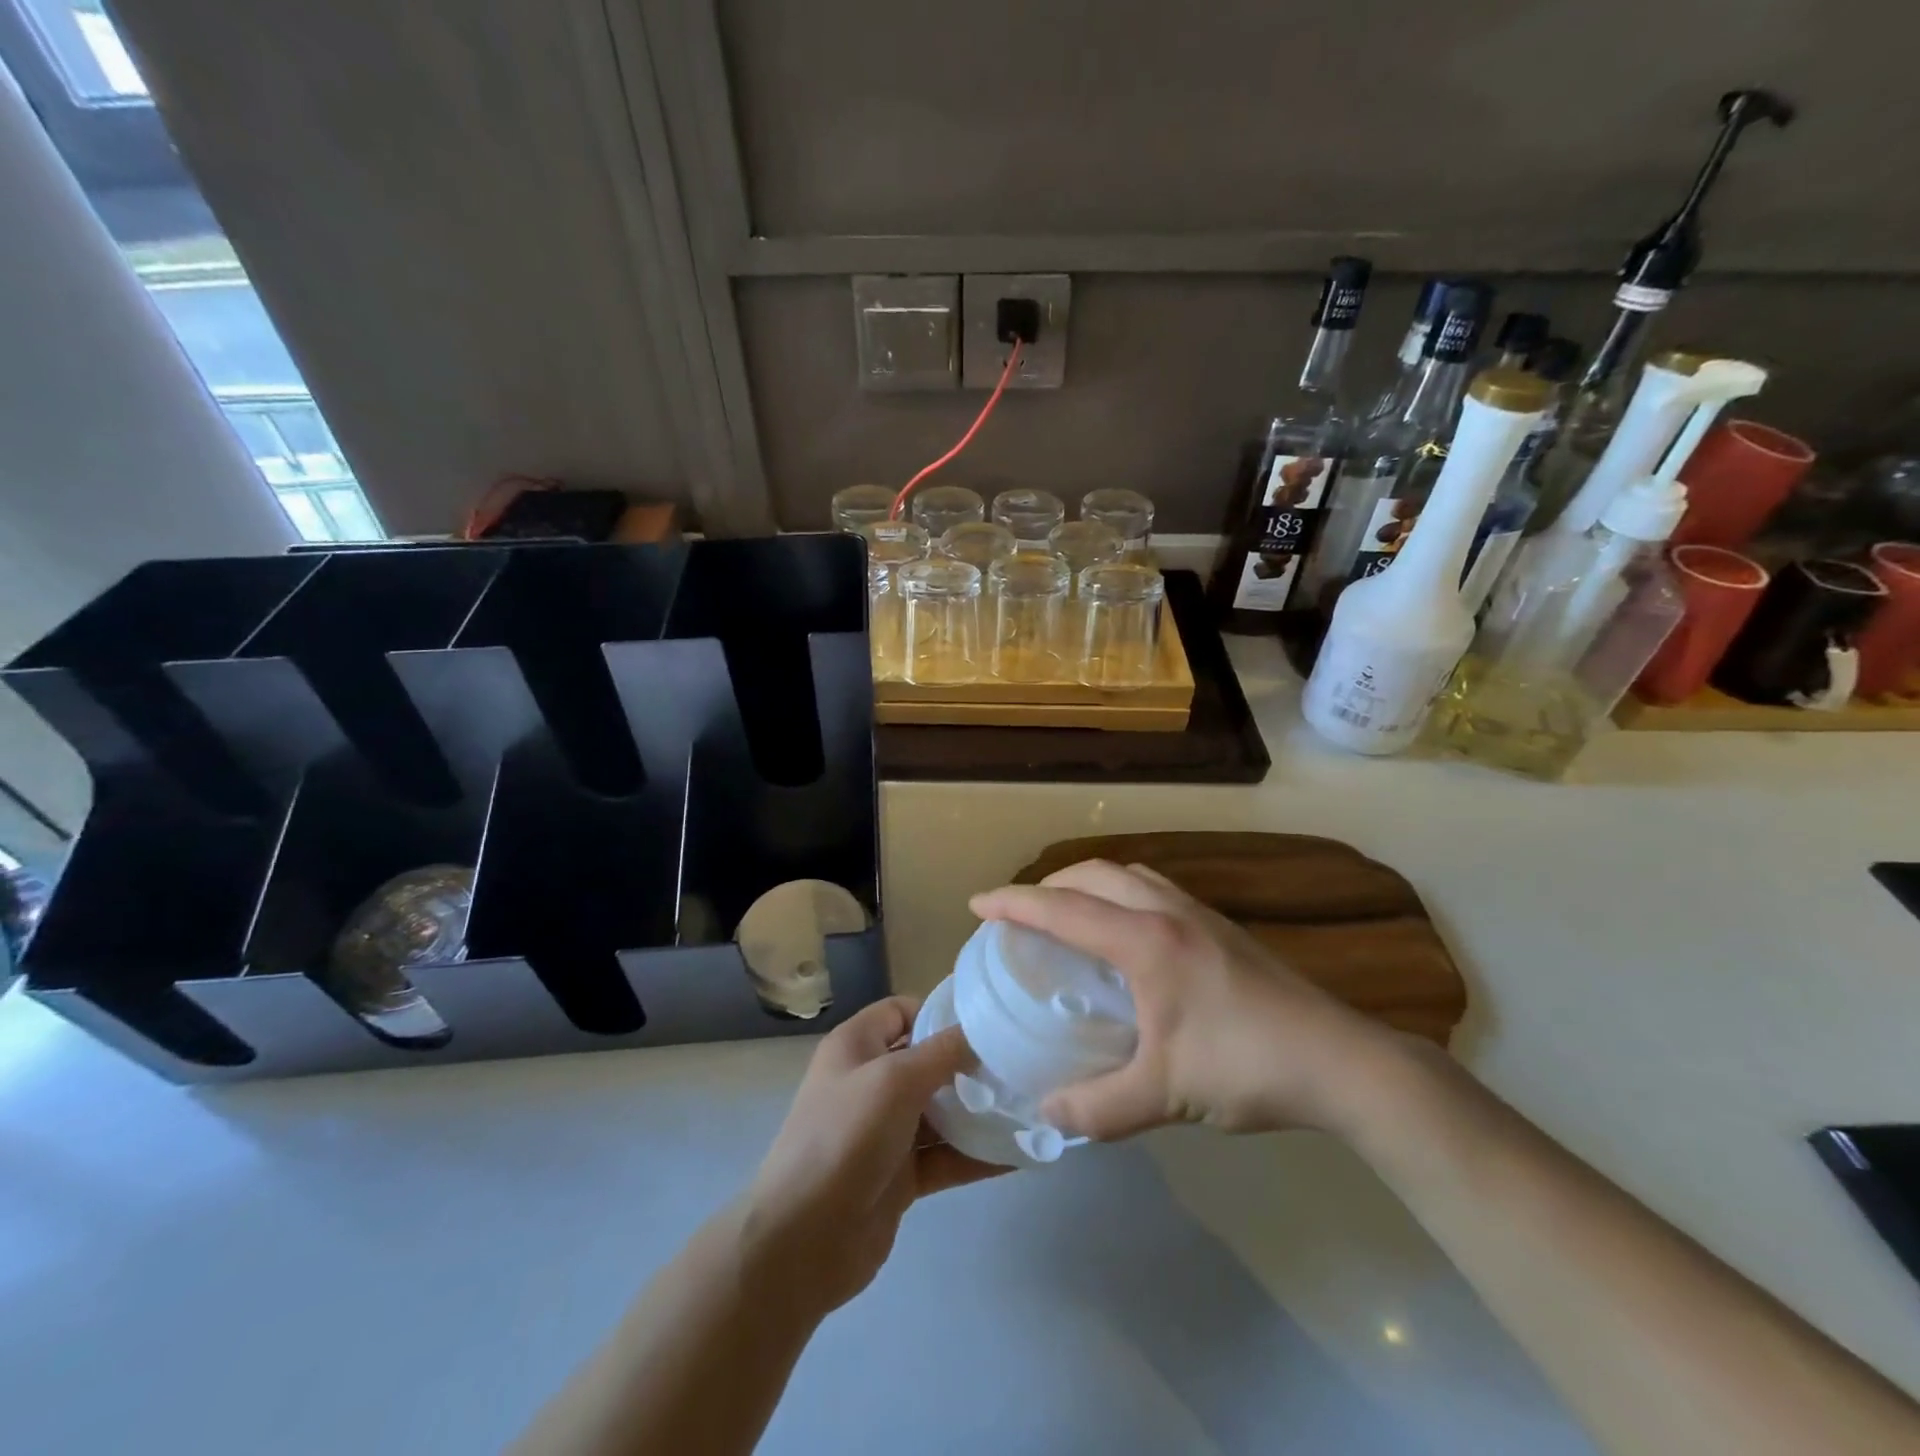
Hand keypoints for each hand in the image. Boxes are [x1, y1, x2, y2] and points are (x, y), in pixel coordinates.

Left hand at [739, 997, 1002, 1322]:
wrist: (803, 1241)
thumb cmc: (845, 1138)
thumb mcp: (895, 1081)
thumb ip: (942, 1053)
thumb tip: (981, 1032)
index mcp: (857, 1047)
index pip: (902, 1011)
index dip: (940, 1012)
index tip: (988, 1022)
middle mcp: (870, 1083)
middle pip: (927, 1061)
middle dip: (970, 1064)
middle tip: (1020, 1066)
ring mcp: (885, 1132)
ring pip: (940, 1111)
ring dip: (979, 1111)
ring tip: (1030, 1106)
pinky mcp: (900, 1176)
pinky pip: (945, 1157)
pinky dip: (977, 1155)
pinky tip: (1019, 1154)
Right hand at [970, 860, 1399, 1140]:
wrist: (1342, 1062)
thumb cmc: (1246, 1068)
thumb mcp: (1165, 1094)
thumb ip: (1098, 1109)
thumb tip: (1047, 1115)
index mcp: (1146, 941)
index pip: (1064, 908)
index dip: (1015, 903)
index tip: (978, 903)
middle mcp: (1168, 913)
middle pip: (1095, 874)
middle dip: (1050, 884)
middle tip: (1022, 912)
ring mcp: (1201, 915)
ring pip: (1130, 875)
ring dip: (1089, 883)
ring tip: (1070, 912)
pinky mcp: (1223, 928)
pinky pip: (1154, 890)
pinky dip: (1121, 894)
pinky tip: (1129, 934)